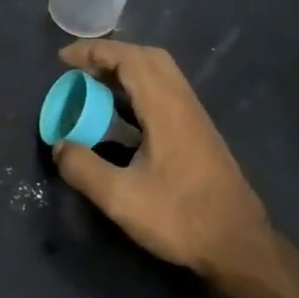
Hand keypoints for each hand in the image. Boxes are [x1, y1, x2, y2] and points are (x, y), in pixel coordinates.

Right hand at [52, 39, 274, 283]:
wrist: (238, 245)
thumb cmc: (180, 218)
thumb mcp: (120, 198)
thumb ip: (83, 168)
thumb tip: (60, 145)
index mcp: (167, 110)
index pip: (131, 60)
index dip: (94, 51)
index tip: (63, 58)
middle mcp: (184, 105)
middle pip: (150, 58)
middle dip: (111, 55)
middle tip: (79, 69)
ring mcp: (195, 119)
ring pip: (161, 75)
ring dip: (126, 72)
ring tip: (94, 87)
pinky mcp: (198, 136)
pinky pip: (166, 94)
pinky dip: (138, 90)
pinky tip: (121, 117)